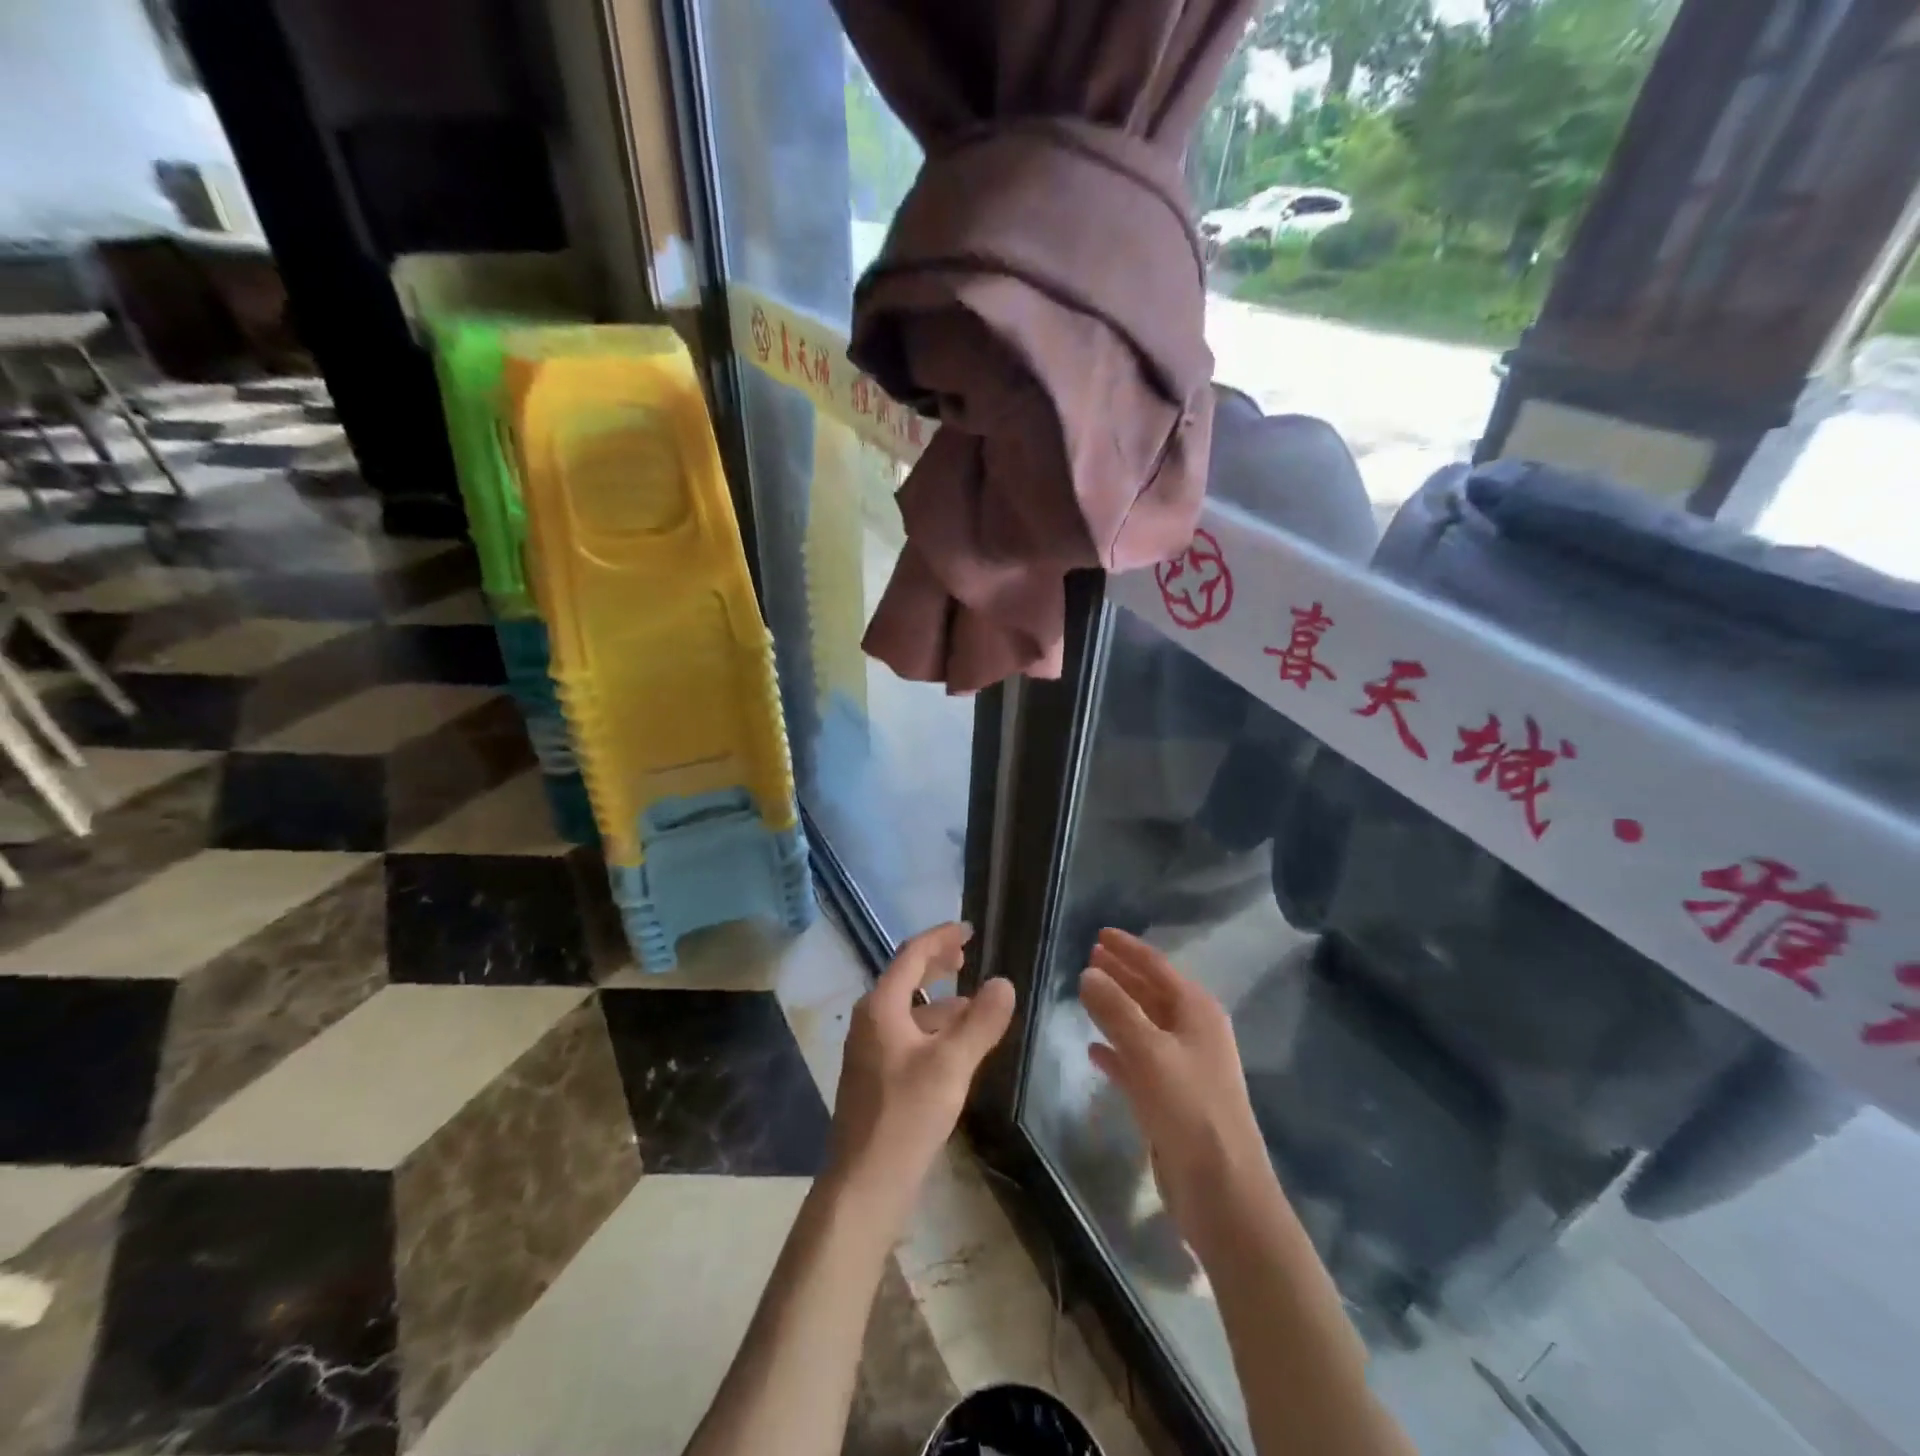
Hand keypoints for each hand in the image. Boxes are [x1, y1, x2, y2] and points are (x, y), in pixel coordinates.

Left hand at [829, 922, 1015, 1224]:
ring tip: (975, 1002)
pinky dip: (934, 1027)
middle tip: (968, 954)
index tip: (968, 929)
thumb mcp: (951, 1066)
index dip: (940, 937)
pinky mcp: (878, 1076)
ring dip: (940, 999)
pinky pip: (909, 1034)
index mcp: (881, 1007)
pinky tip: (958, 1045)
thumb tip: (1004, 982)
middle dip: (937, 963)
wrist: (864, 1185)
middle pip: (906, 977)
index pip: (912, 955)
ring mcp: (871, 1049)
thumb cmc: (906, 1117)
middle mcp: (871, 1020)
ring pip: (910, 1009)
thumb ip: (980, 1022)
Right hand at [1078, 929, 1276, 1257]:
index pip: (1157, 966)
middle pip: (1151, 992)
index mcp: (1197, 1012)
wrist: (1223, 1191)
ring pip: (1143, 1026)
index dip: (1128, 948)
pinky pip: (1138, 1062)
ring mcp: (1183, 1068)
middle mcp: (1193, 1033)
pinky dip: (1117, 1051)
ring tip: (1085, 993)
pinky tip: (1093, 1049)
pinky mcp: (1171, 1100)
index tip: (1099, 933)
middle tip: (1088, 957)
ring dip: (1116, 1009)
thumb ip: (1115, 1009)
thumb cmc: (1189, 1109)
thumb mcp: (1148, 1051)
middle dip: (1121, 974)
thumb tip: (1088, 974)